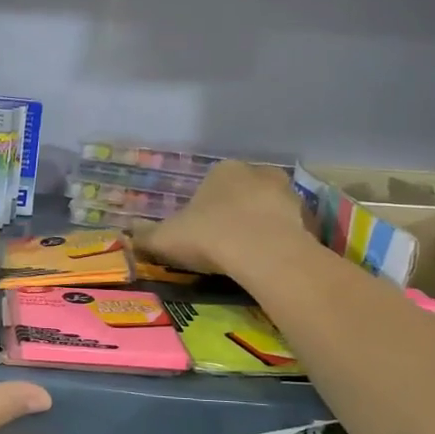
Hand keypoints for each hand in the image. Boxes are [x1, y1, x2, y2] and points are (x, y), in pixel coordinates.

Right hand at [131, 161, 312, 278]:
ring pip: (267, 210)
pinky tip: (264, 263)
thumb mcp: (165, 239)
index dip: (202, 208)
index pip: (210, 184)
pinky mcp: (307, 219)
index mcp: (223, 170)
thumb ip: (144, 236)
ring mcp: (288, 195)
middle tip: (220, 242)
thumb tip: (127, 235)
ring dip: (258, 226)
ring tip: (244, 256)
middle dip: (233, 213)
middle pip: (242, 193)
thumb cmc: (209, 236)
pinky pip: (286, 230)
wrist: (262, 254)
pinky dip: (276, 242)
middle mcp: (258, 173)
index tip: (197, 232)